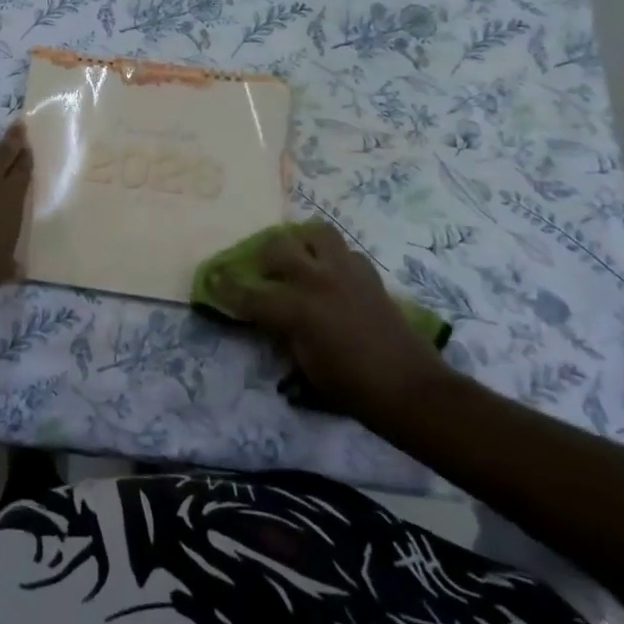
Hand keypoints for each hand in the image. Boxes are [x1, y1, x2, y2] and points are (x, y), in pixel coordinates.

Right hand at [210, 220, 454, 430]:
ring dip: (301, 243)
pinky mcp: (368, 275)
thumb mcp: (305, 367)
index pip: (249, 293)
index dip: (226, 287)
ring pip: (315, 233)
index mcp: (296, 309)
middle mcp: (317, 281)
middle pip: (277, 248)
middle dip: (262, 257)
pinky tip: (330, 274)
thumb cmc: (353, 389)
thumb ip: (284, 334)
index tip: (212, 279)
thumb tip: (271, 318)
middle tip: (261, 271)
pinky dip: (332, 257)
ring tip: (298, 258)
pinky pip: (344, 251)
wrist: (411, 390)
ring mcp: (345, 273)